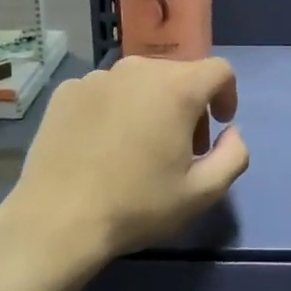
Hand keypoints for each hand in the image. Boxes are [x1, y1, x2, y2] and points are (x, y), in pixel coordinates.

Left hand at [1, 55, 249, 261]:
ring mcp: (97, 77)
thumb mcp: (202, 193)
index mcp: (177, 88)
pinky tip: (102, 145)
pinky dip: (115, 108)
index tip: (219, 126)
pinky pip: (105, 91)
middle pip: (178, 75)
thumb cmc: (136, 205)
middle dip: (189, 105)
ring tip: (138, 147)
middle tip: (180, 147)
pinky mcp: (67, 90)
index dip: (227, 95)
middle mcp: (138, 69)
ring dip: (151, 104)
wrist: (56, 221)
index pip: (219, 70)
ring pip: (140, 81)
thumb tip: (232, 133)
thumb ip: (234, 156)